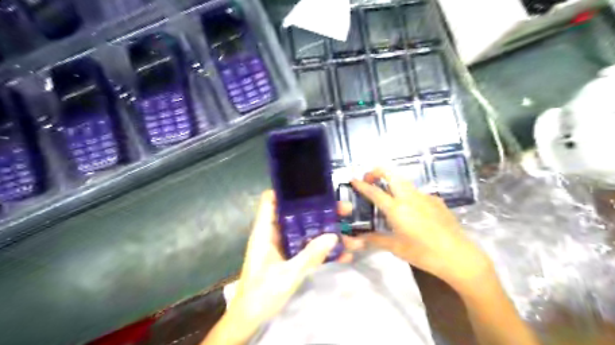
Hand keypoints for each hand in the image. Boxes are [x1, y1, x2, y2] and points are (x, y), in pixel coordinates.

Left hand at [212, 190, 363, 343]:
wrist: (251, 318)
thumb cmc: (261, 293)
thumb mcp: (287, 275)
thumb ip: (309, 256)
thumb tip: (333, 236)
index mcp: (265, 232)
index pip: (271, 201)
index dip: (287, 190)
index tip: (310, 185)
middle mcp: (275, 234)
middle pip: (297, 214)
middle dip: (321, 211)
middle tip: (344, 209)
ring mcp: (285, 246)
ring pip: (307, 231)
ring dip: (327, 231)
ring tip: (352, 234)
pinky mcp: (291, 258)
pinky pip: (309, 248)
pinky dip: (324, 249)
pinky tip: (344, 254)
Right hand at [354, 170, 493, 287]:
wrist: (459, 256)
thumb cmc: (424, 253)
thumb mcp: (396, 248)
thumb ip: (375, 240)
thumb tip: (356, 240)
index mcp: (397, 209)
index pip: (374, 192)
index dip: (361, 185)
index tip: (352, 179)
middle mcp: (409, 197)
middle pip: (391, 174)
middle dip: (377, 171)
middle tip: (369, 179)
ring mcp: (425, 196)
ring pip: (404, 181)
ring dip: (391, 181)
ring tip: (386, 193)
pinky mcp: (436, 200)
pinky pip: (417, 192)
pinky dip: (407, 193)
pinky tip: (411, 209)